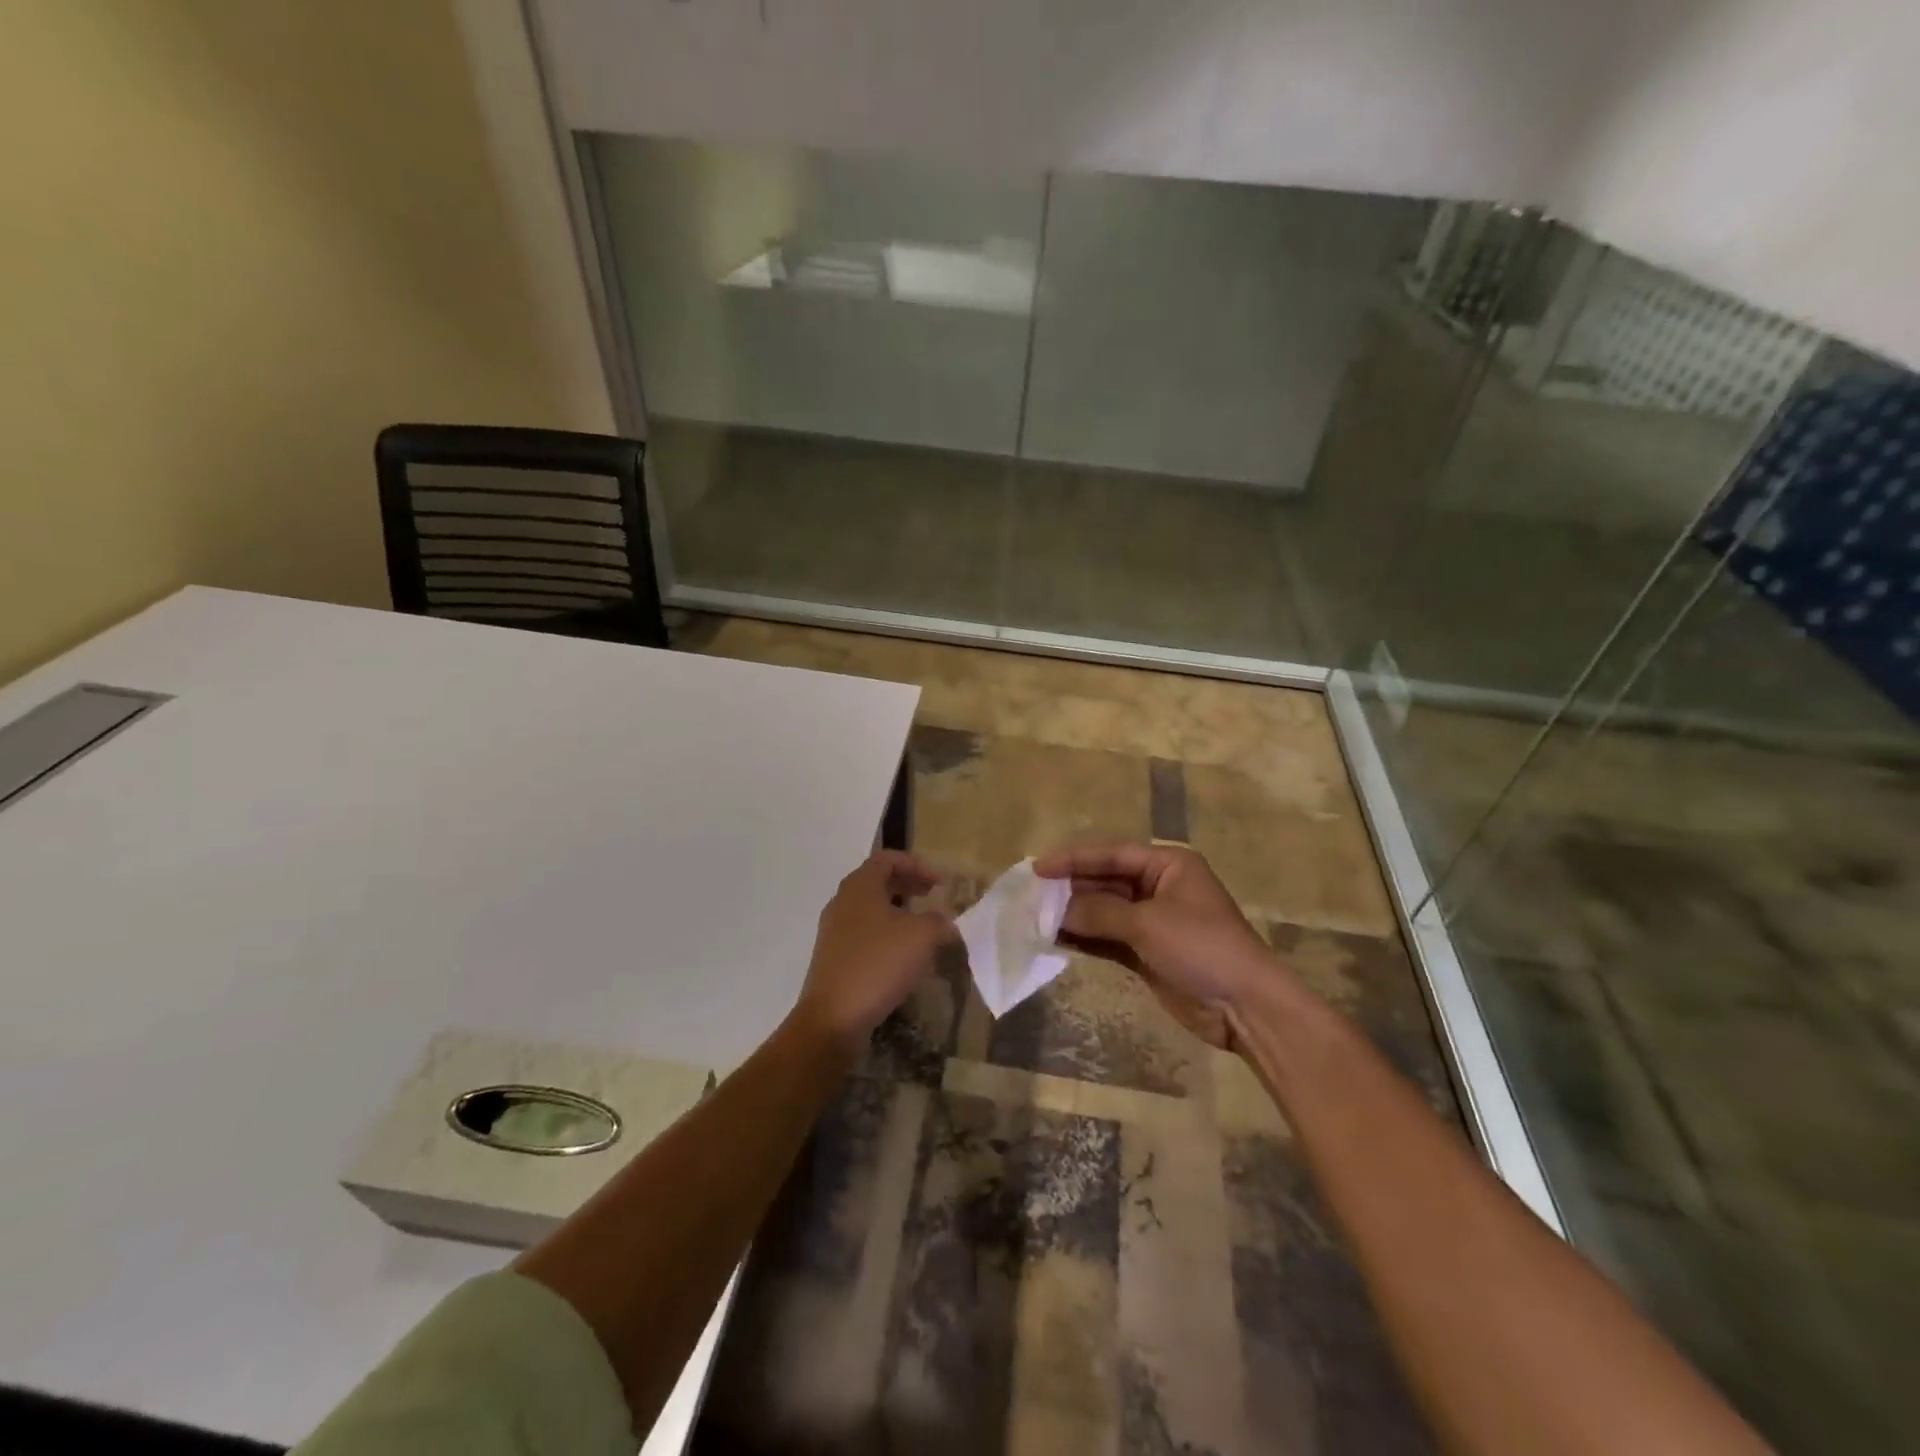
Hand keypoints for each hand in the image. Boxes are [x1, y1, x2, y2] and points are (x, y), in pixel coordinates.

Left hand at [793, 850, 956, 1053]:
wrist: (834, 1018)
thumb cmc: (878, 964)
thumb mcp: (922, 936)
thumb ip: (939, 922)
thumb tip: (946, 923)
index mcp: (860, 886)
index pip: (888, 858)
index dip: (918, 865)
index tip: (941, 883)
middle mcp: (842, 902)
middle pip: (878, 881)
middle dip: (909, 885)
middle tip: (934, 896)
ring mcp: (834, 931)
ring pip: (871, 909)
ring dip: (899, 911)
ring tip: (923, 926)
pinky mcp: (834, 957)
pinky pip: (864, 933)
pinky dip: (886, 934)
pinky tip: (904, 956)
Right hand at [1033, 842, 1283, 1049]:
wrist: (1245, 1007)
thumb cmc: (1202, 948)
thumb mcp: (1148, 924)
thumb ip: (1099, 912)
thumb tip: (1055, 911)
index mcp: (1167, 865)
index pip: (1112, 854)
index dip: (1073, 859)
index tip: (1037, 868)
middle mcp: (1158, 887)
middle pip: (1105, 881)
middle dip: (1070, 889)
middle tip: (1031, 896)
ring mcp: (1153, 921)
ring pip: (1104, 910)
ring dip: (1074, 915)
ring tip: (1035, 918)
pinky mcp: (1147, 952)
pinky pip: (1108, 938)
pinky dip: (1085, 938)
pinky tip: (1056, 939)